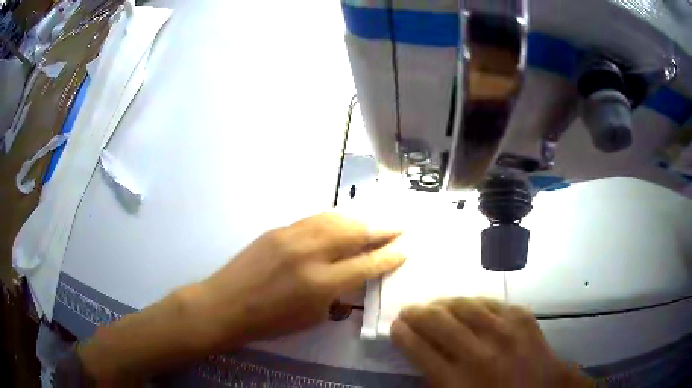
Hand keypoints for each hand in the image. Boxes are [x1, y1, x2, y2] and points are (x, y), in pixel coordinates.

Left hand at [198, 212, 404, 349]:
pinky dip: (335, 219)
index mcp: (321, 283)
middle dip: (382, 229)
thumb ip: (338, 293)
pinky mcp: (278, 229)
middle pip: (355, 233)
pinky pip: (315, 219)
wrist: (227, 304)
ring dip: (361, 219)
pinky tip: (344, 220)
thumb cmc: (271, 321)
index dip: (389, 256)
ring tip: (377, 220)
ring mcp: (292, 236)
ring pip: (335, 219)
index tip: (405, 248)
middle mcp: (310, 253)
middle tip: (400, 226)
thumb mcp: (312, 316)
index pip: (366, 264)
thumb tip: (354, 273)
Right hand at [391, 298, 592, 387]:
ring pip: (464, 306)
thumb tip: (420, 354)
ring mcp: (504, 331)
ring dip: (443, 303)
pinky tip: (466, 304)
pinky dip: (473, 302)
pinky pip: (490, 302)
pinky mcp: (523, 317)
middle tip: (408, 311)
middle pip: (438, 323)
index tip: (396, 326)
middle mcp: (479, 353)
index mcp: (458, 381)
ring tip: (434, 305)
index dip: (403, 335)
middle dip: (417, 314)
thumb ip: (436, 381)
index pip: (419, 350)